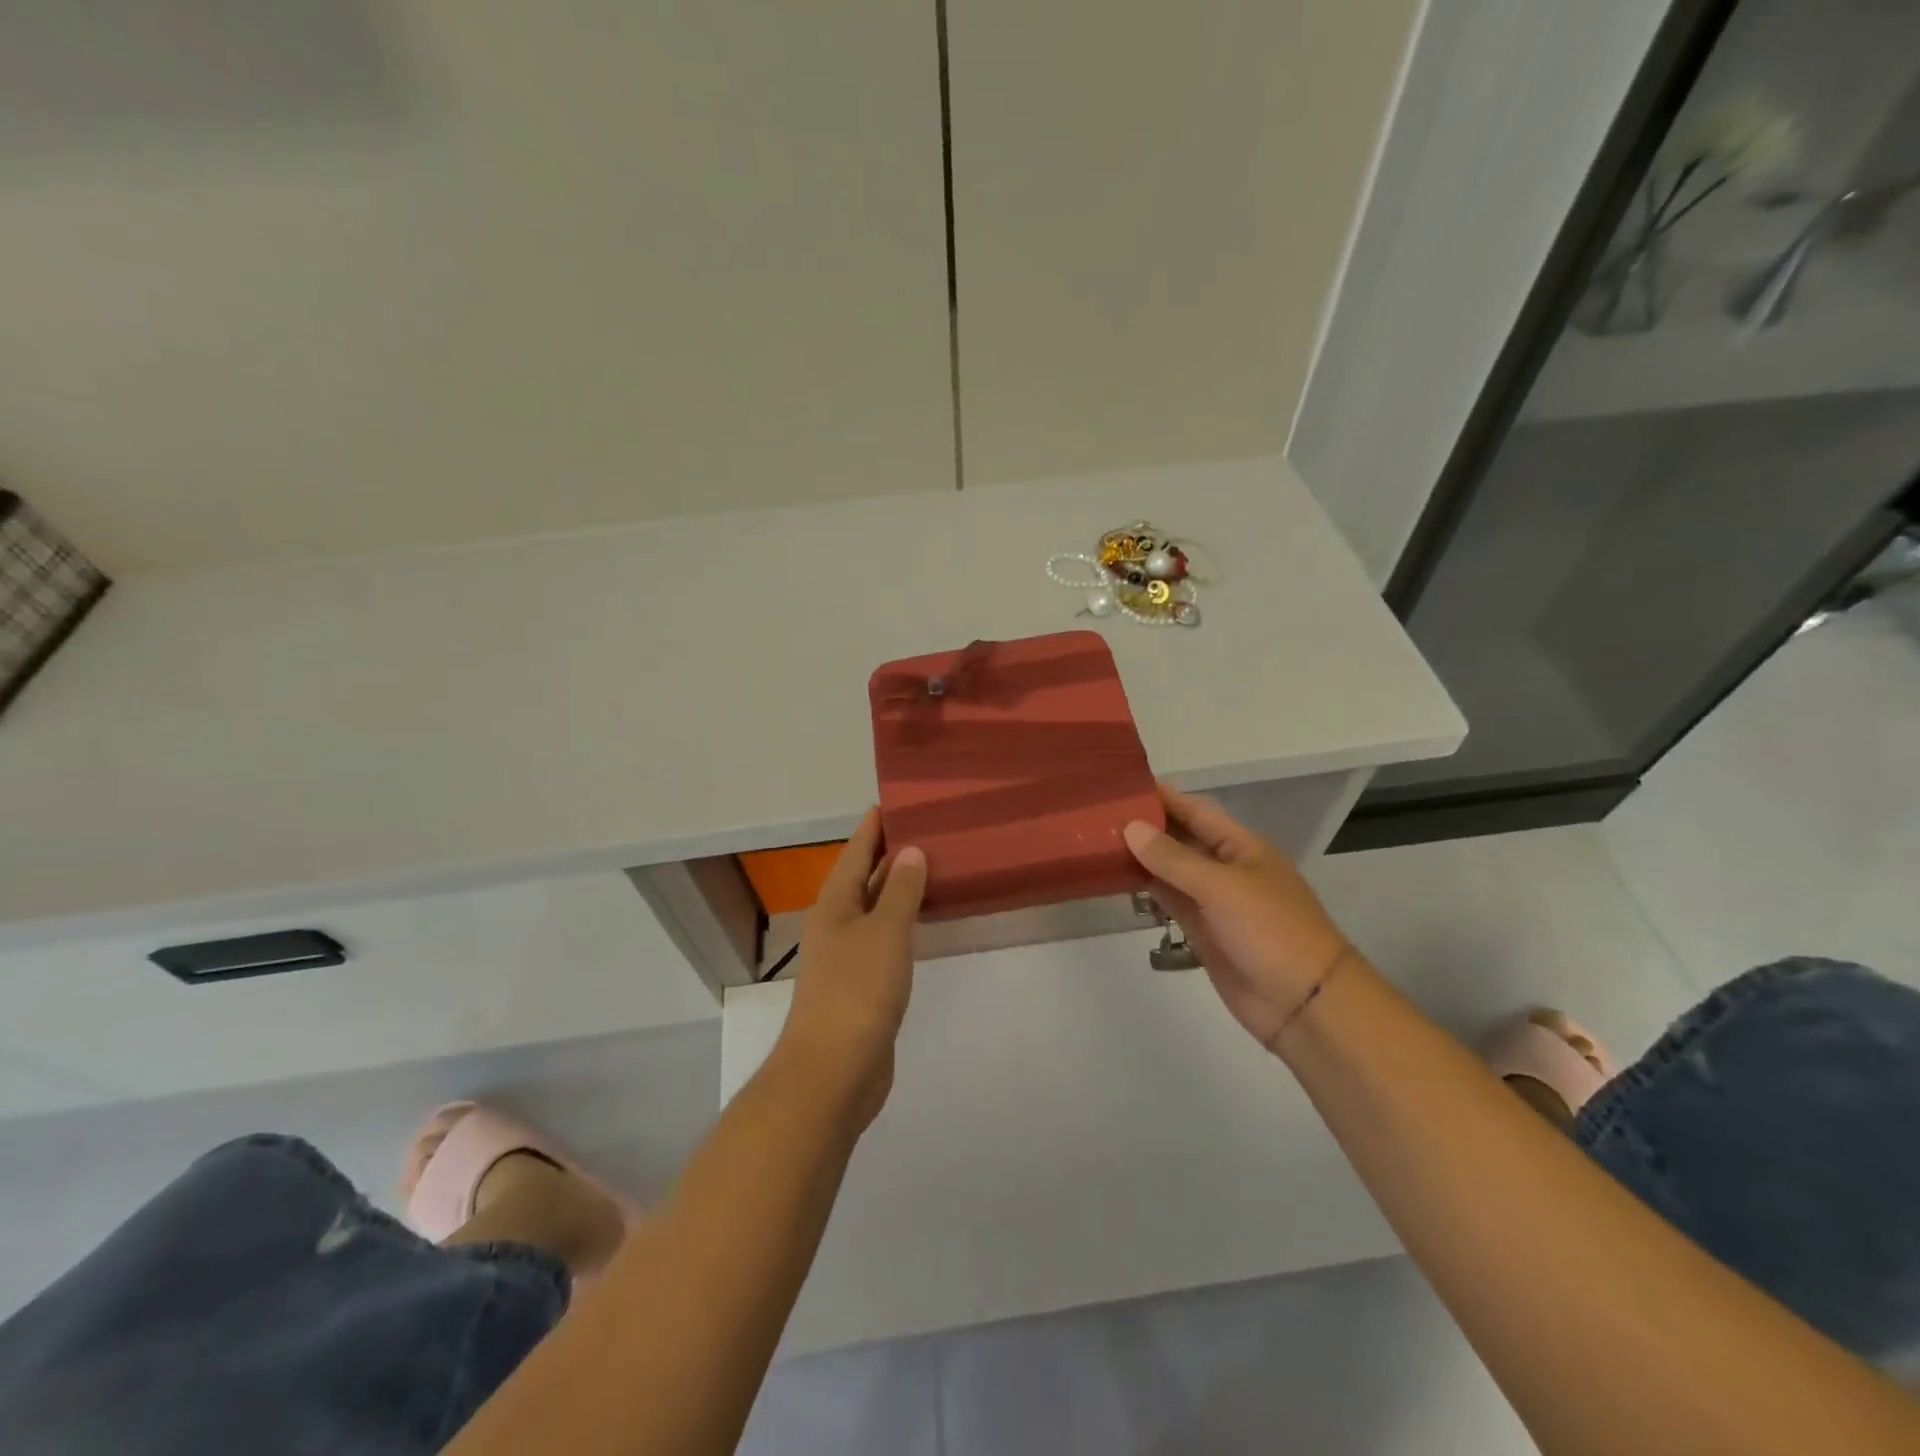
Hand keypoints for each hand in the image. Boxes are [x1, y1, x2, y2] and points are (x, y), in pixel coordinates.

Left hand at [776, 809, 926, 1126]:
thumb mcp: (885, 932)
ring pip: (875, 910)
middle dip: (889, 853)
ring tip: (930, 865)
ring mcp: (847, 957)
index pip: (856, 852)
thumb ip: (901, 891)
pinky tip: (922, 921)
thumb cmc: (858, 991)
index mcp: (835, 904)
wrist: (834, 1070)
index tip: (894, 802)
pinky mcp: (862, 985)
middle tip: (925, 828)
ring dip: (897, 888)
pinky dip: (902, 922)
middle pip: (863, 878)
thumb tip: (910, 851)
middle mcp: (836, 924)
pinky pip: (885, 939)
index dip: (873, 827)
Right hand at [1123, 786, 1353, 1051]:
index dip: (1162, 797)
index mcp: (1241, 847)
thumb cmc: (1272, 931)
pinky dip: (1146, 889)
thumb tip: (1130, 828)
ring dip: (1140, 857)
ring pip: (1170, 870)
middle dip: (1145, 826)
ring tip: (1096, 840)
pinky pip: (1169, 901)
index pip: (1195, 811)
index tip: (1122, 784)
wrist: (1304, 1004)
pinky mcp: (1202, 931)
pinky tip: (1116, 877)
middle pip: (1180, 838)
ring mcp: (1213, 901)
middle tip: (1097, 813)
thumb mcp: (1222, 887)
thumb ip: (1174, 859)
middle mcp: (1225, 868)